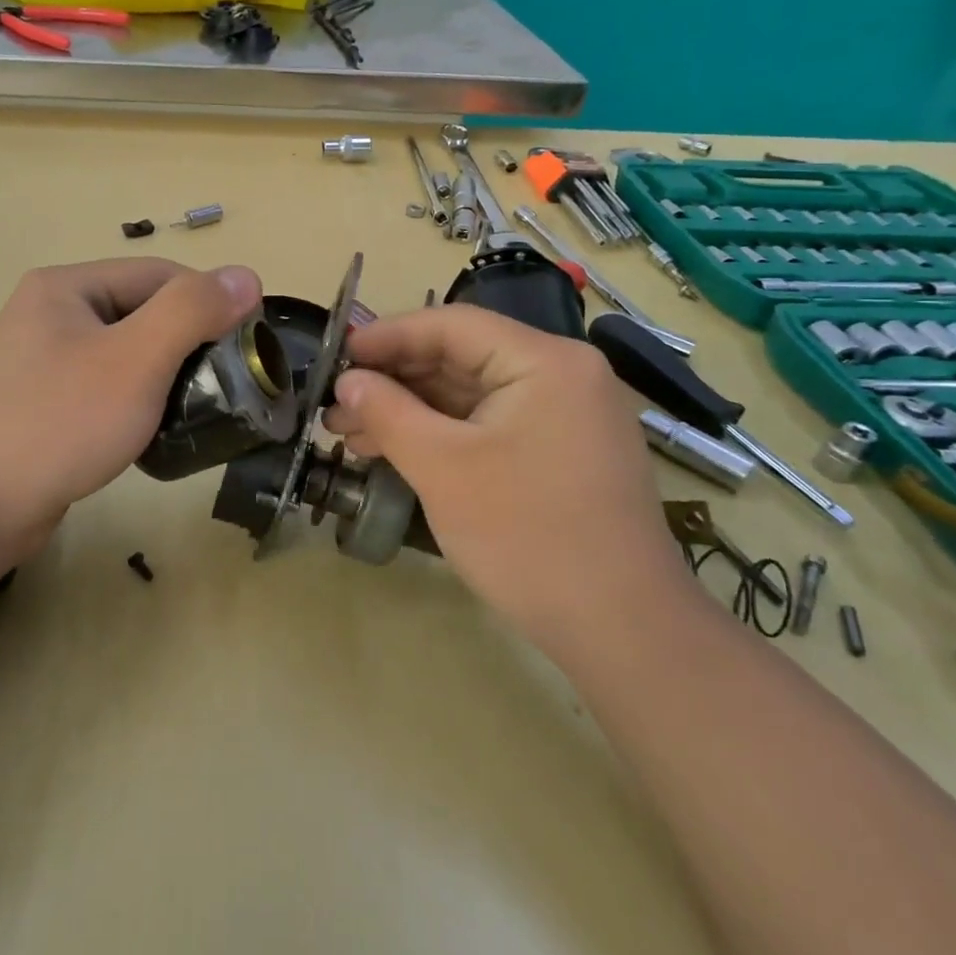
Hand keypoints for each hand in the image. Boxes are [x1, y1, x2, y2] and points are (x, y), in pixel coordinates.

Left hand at [0, 259, 261, 549]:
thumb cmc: (58, 422)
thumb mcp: (135, 361)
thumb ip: (192, 312)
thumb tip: (246, 276)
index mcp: (67, 287)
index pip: (160, 276)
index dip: (209, 304)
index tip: (246, 348)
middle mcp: (50, 314)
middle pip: (142, 314)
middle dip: (187, 347)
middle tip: (222, 388)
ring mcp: (41, 361)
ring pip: (125, 355)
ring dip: (164, 378)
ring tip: (192, 413)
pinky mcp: (41, 404)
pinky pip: (104, 389)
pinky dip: (135, 404)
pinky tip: (150, 433)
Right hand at [323, 306, 686, 644]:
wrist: (620, 629)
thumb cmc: (526, 535)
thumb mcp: (442, 467)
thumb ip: (387, 412)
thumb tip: (348, 382)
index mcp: (545, 362)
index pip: (452, 326)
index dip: (387, 336)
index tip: (336, 355)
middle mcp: (562, 376)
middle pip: (460, 358)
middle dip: (393, 381)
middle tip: (335, 404)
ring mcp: (564, 417)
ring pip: (470, 396)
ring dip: (410, 411)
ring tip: (349, 434)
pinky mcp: (558, 453)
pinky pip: (488, 426)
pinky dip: (441, 435)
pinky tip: (394, 450)